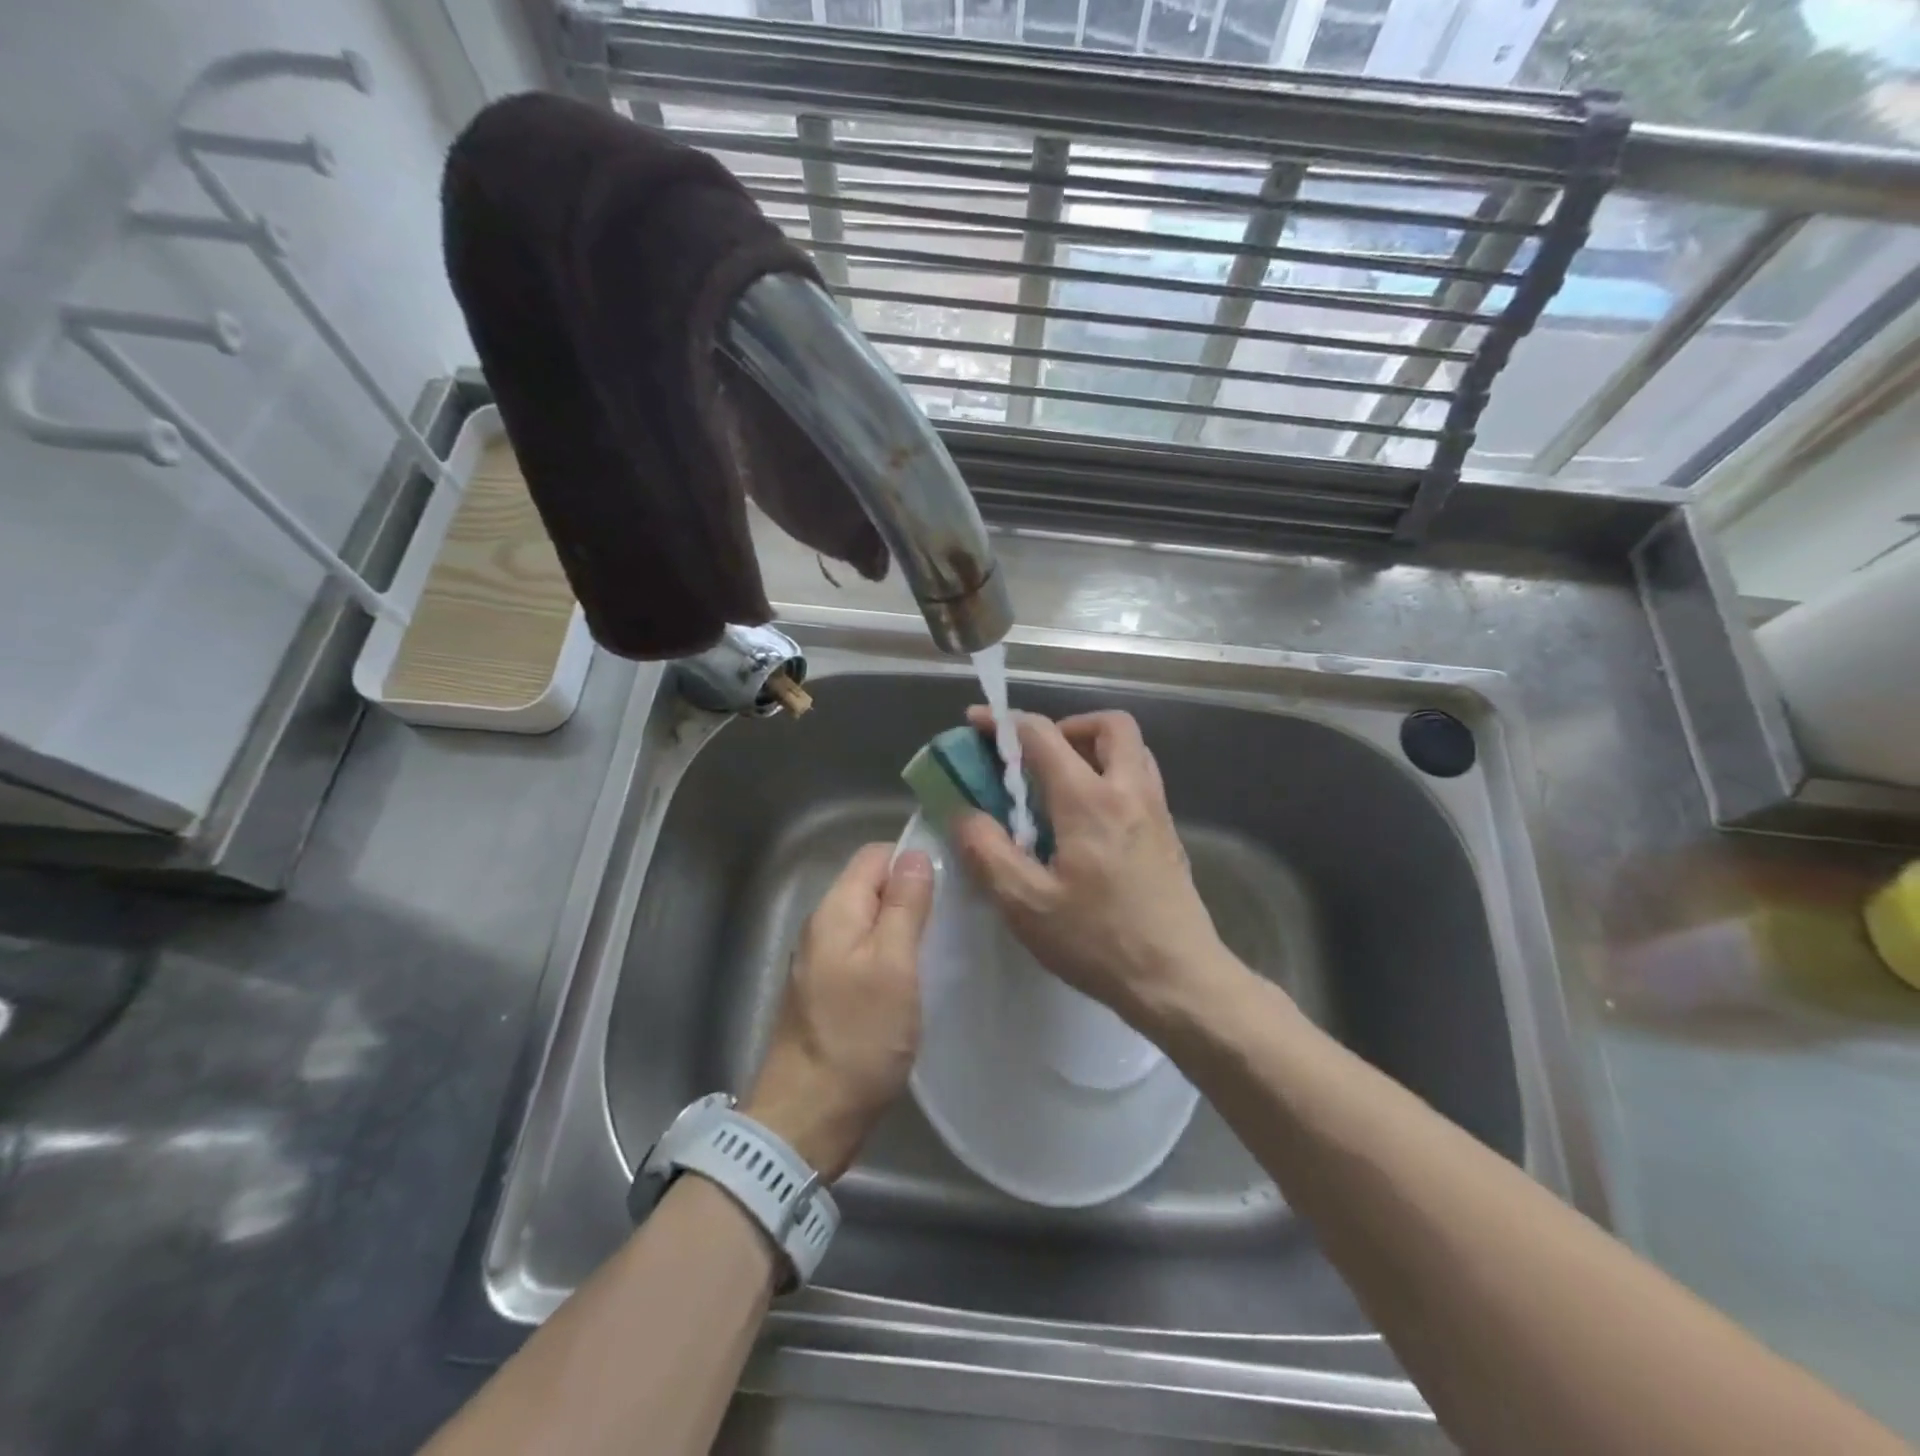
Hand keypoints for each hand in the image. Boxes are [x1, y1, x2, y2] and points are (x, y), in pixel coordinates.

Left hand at [745, 843, 933, 1179]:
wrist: (808, 1118)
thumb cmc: (858, 1038)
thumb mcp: (894, 965)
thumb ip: (904, 906)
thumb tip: (916, 854)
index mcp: (835, 910)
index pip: (876, 855)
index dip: (914, 860)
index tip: (952, 883)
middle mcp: (823, 925)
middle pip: (872, 886)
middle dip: (912, 893)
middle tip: (953, 918)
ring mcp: (821, 960)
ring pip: (870, 921)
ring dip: (904, 927)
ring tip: (941, 946)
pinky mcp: (827, 990)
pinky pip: (864, 952)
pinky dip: (891, 955)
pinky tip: (915, 977)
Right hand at [953, 708, 1228, 1027]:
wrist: (1179, 979)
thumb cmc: (1098, 941)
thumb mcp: (1026, 903)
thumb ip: (987, 851)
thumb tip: (964, 813)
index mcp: (1089, 800)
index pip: (1043, 735)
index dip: (1005, 723)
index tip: (978, 725)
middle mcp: (1129, 791)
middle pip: (1108, 725)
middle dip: (1067, 726)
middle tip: (1036, 758)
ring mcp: (1156, 811)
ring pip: (1131, 750)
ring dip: (1094, 749)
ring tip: (1060, 785)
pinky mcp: (1168, 834)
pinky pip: (1140, 780)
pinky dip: (1112, 776)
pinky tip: (1088, 823)